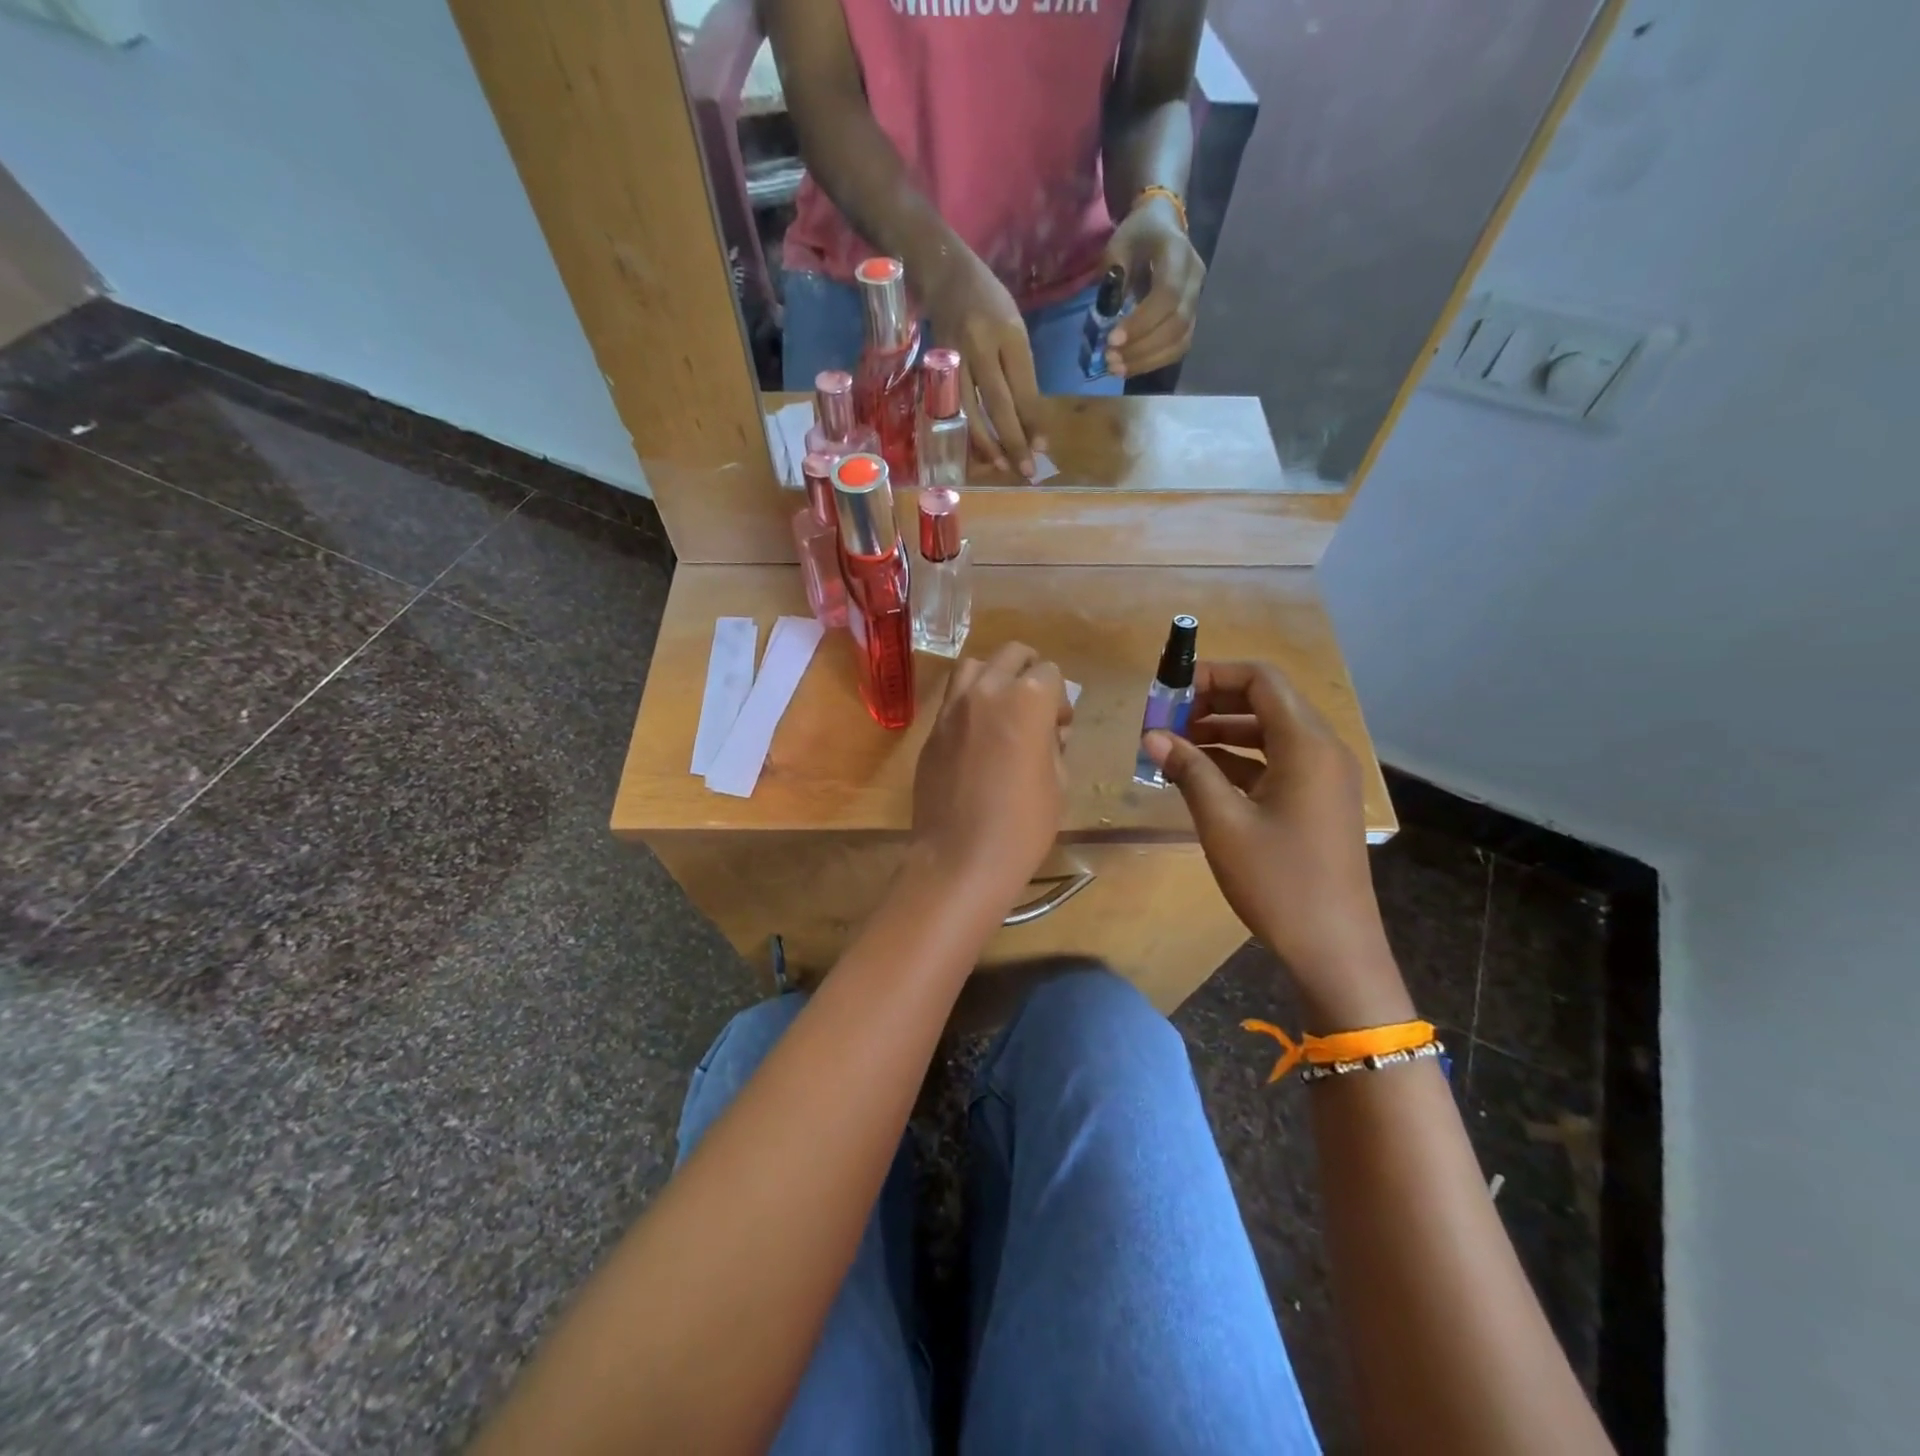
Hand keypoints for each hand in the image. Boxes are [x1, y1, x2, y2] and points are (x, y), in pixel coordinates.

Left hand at [911, 642, 1072, 904]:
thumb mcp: (1058, 782)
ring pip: (974, 666)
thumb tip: (1049, 729)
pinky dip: (970, 702)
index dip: (1060, 698)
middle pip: (1011, 655)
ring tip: (1003, 708)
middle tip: (1036, 707)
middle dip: (1030, 672)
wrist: (961, 859)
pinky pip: (953, 699)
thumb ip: (1054, 742)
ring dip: (994, 676)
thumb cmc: (1022, 826)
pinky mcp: (932, 731)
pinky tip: (978, 735)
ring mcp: (952, 709)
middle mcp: (986, 691)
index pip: (1050, 672)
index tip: (1060, 726)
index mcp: (1026, 700)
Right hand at [918, 246, 1047, 476]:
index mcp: (1009, 333)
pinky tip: (975, 451)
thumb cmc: (988, 302)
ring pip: (972, 410)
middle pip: (999, 402)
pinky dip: (965, 432)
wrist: (944, 272)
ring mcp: (956, 357)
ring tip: (1001, 467)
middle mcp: (981, 345)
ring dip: (988, 443)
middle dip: (1015, 440)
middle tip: (1027, 470)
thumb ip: (1021, 371)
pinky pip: (952, 408)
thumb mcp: (1014, 327)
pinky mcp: (937, 367)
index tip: (1043, 447)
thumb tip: (1031, 420)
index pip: (1024, 385)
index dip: (1033, 420)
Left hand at [1100, 196, 1204, 378]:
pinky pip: (1177, 348)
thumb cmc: (1137, 235)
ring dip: (1147, 361)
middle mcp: (1194, 279)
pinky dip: (1153, 362)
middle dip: (1142, 348)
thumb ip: (1114, 275)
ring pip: (1180, 341)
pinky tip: (1129, 367)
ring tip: (1116, 368)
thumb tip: (1109, 314)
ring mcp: (1196, 301)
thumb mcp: (1119, 244)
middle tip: (1110, 359)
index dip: (1142, 322)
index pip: (1168, 295)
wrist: (1161, 227)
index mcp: (1178, 253)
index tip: (1112, 339)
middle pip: (1177, 324)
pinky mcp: (1190, 319)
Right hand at [1143, 662, 1408, 1028]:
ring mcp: (1324, 776)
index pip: (1261, 680)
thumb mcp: (1223, 822)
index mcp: (1306, 744)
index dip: (1214, 675)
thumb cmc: (1277, 880)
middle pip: (1267, 701)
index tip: (1170, 692)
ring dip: (1224, 731)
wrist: (1333, 946)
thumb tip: (1152, 735)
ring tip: (1176, 746)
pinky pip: (1277, 761)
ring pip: (1270, 732)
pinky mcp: (1318, 800)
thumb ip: (1188, 770)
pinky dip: (1240, 759)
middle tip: (1167, 720)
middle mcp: (1322, 749)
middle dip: (1214, 703)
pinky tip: (1201, 775)